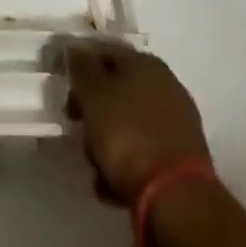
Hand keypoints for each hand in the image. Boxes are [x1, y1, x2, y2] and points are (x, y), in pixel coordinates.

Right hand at [64, 42, 209, 205]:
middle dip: (92, 112)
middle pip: (116, 90)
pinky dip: (125, 166)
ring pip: (127, 124)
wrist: (176, 200)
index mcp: (145, 63)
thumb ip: (81, 67)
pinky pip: (143, 153)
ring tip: (96, 168)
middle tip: (77, 129)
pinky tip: (112, 186)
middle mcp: (165, 86)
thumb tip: (76, 47)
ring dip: (106, 143)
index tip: (64, 90)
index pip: (105, 51)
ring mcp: (176, 123)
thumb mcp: (93, 95)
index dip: (80, 67)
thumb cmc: (128, 136)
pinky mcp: (181, 159)